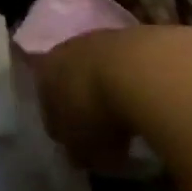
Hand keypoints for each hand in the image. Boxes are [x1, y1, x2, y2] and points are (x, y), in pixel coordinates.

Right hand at [31, 27, 153, 172]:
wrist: (140, 69)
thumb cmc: (96, 112)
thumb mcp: (81, 148)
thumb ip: (76, 152)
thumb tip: (81, 155)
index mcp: (44, 73)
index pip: (47, 106)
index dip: (63, 130)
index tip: (79, 147)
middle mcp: (67, 49)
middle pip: (73, 83)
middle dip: (85, 106)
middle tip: (102, 133)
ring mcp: (100, 38)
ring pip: (99, 71)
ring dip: (110, 93)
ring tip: (129, 120)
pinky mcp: (132, 35)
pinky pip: (126, 67)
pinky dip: (133, 84)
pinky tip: (146, 103)